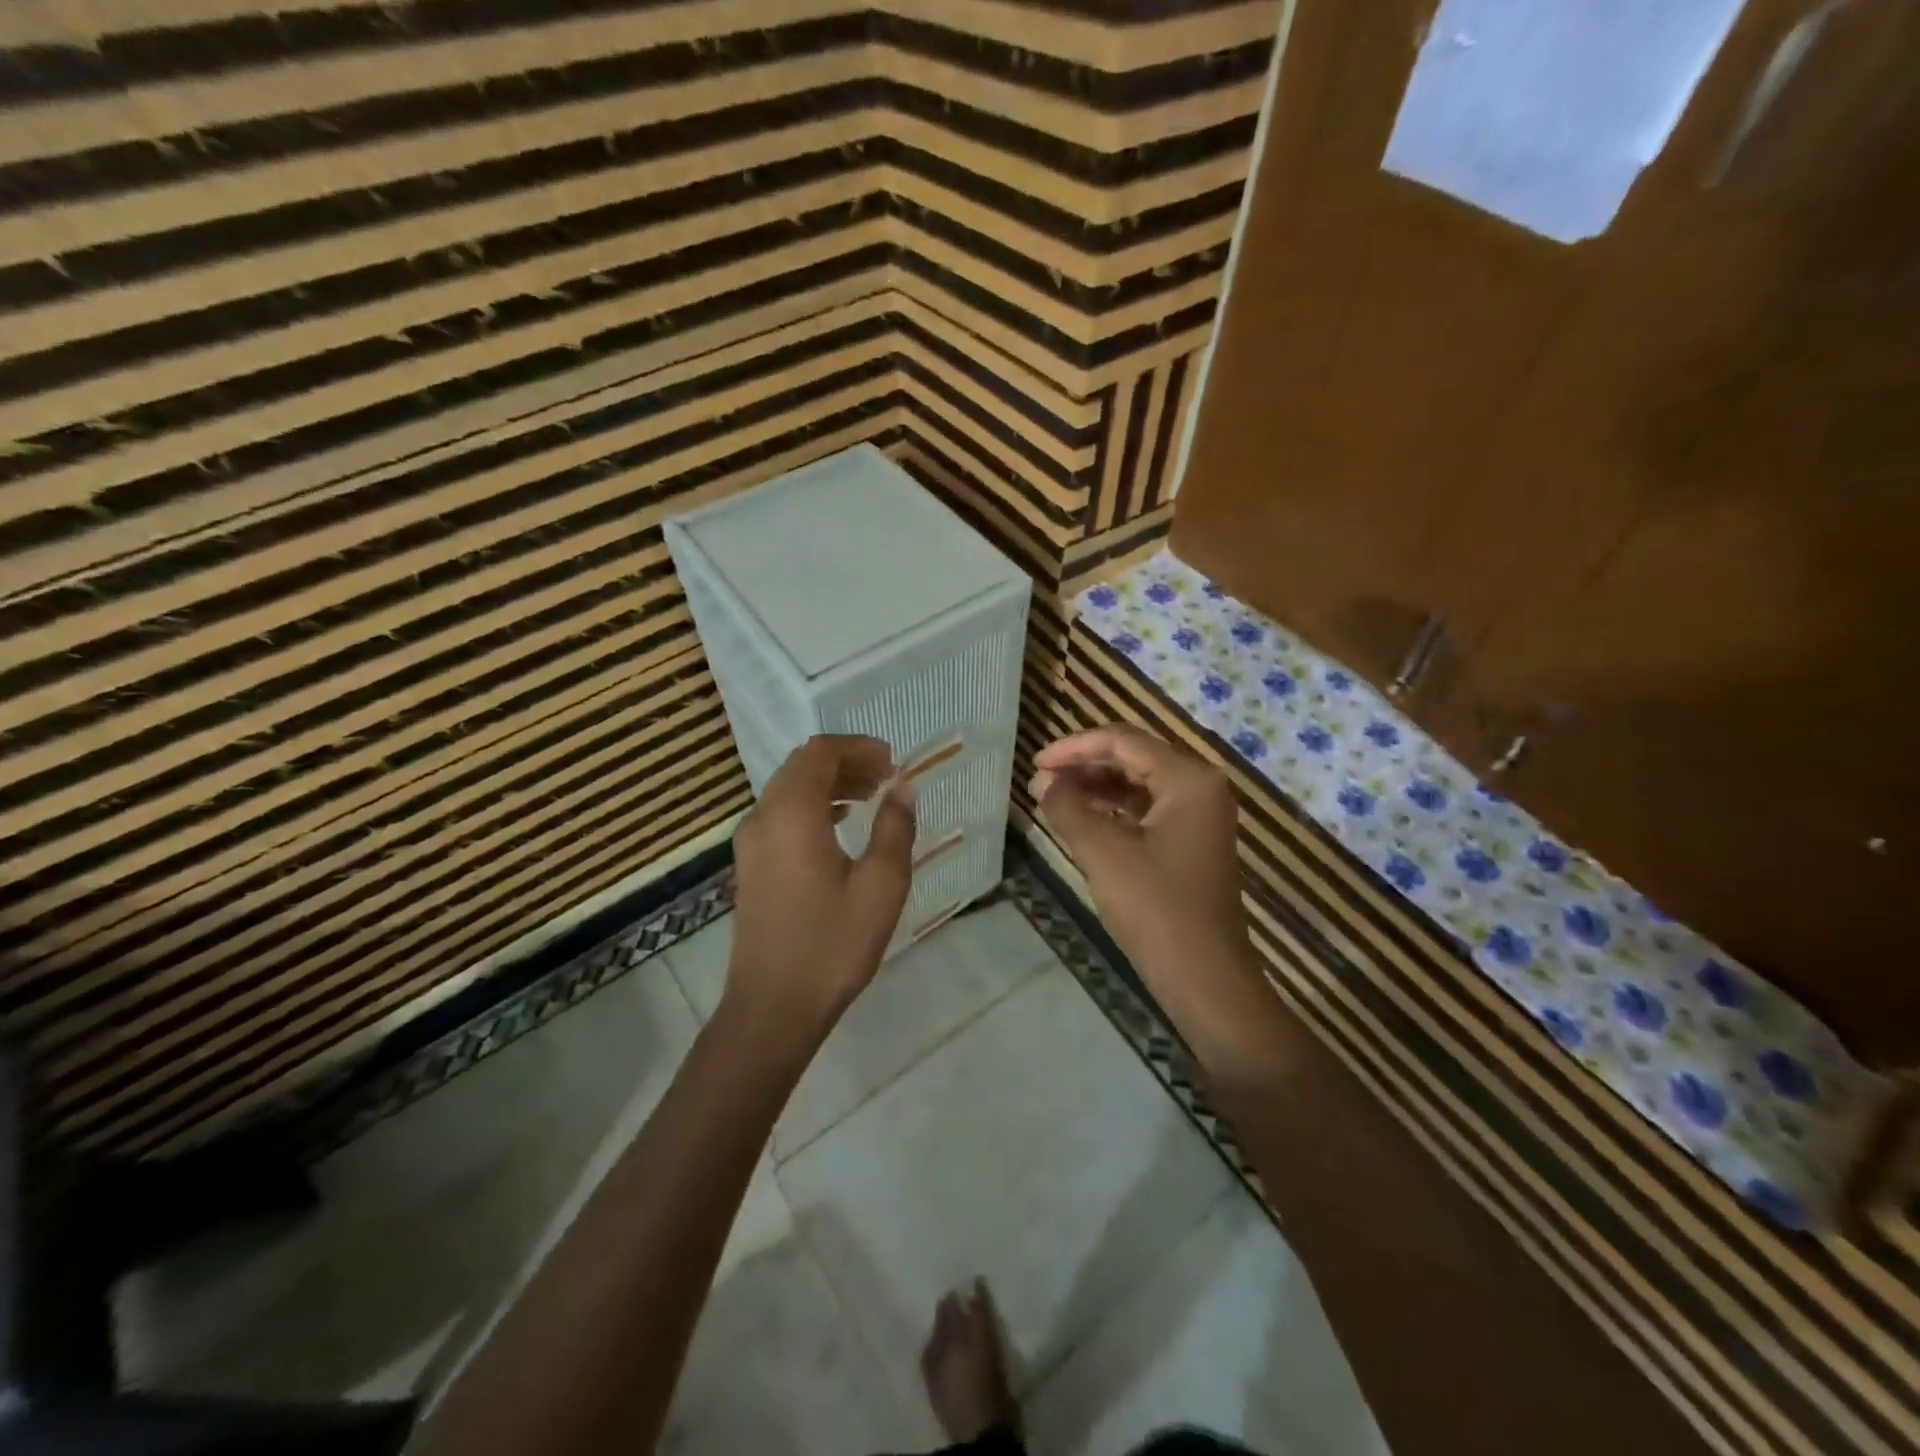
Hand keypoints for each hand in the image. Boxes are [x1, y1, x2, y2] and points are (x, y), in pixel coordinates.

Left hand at [726, 735, 916, 1035]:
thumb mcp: (881, 886)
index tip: (893, 762)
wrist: (772, 1007)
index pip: (820, 752)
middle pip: (802, 766)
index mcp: (792, 813)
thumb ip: (895, 828)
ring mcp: (751, 842)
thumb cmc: (832, 944)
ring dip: (830, 784)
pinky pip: (781, 814)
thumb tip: (903, 788)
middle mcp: (763, 817)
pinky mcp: (750, 865)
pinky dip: (813, 806)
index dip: (858, 747)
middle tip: (887, 778)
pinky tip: (841, 825)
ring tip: (872, 797)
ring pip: (790, 790)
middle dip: (846, 762)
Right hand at [1032, 725, 1251, 987]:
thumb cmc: (1156, 910)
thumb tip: (1043, 782)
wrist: (1206, 980)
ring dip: (1096, 786)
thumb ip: (1068, 808)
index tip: (1035, 764)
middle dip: (1084, 765)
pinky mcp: (1191, 842)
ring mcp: (1200, 816)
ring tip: (1053, 799)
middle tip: (1041, 781)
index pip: (1123, 741)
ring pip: (1139, 783)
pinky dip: (1112, 810)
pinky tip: (1082, 820)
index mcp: (1188, 779)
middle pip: (1133, 756)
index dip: (1074, 747)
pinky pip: (1146, 810)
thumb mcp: (1103, 853)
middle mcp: (1200, 787)